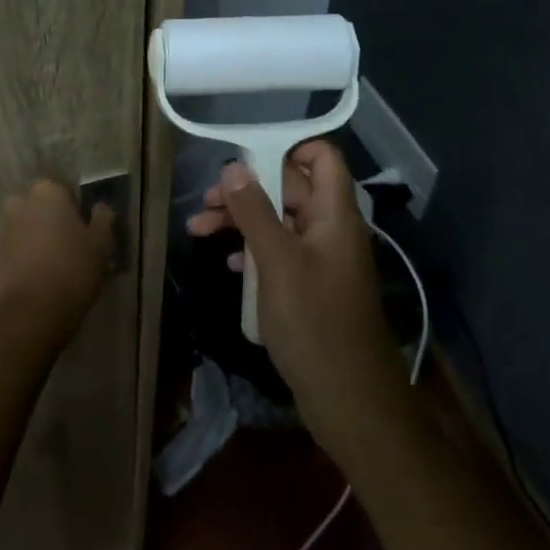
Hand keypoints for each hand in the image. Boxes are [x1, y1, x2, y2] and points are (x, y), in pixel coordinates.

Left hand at [0, 178, 114, 344]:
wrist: (30, 315)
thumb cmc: (72, 271)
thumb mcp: (101, 245)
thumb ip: (102, 219)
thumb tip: (100, 206)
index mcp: (47, 194)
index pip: (59, 187)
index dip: (71, 204)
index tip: (80, 224)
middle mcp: (19, 205)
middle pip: (34, 205)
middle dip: (45, 218)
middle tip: (63, 242)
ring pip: (18, 228)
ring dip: (29, 238)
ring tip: (46, 264)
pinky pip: (6, 253)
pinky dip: (16, 260)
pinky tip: (30, 280)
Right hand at [187, 142, 409, 463]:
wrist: (350, 401)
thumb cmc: (315, 323)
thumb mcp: (277, 262)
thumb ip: (254, 211)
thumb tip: (233, 167)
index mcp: (334, 214)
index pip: (322, 157)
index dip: (287, 148)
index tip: (245, 158)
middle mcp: (331, 229)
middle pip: (290, 188)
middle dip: (247, 189)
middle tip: (205, 203)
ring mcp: (322, 259)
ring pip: (280, 221)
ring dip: (243, 221)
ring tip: (199, 229)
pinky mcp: (312, 287)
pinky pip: (281, 253)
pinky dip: (254, 251)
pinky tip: (229, 264)